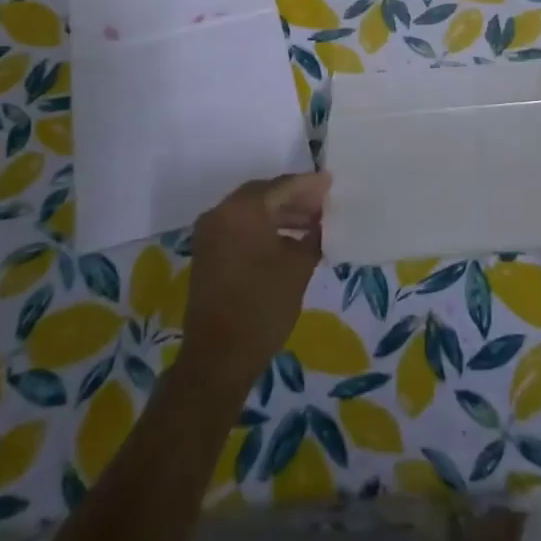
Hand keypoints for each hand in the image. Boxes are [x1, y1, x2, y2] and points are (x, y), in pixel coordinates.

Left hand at [175, 173, 329, 399]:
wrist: (219, 356)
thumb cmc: (263, 306)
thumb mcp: (298, 267)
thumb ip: (312, 235)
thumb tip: (321, 222)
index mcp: (242, 210)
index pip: (282, 186)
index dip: (309, 186)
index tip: (332, 184)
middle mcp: (221, 212)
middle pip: (264, 194)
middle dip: (294, 198)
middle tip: (324, 204)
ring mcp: (211, 232)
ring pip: (251, 211)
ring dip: (280, 213)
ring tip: (312, 223)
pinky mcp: (208, 252)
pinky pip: (240, 226)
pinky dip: (264, 227)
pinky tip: (290, 240)